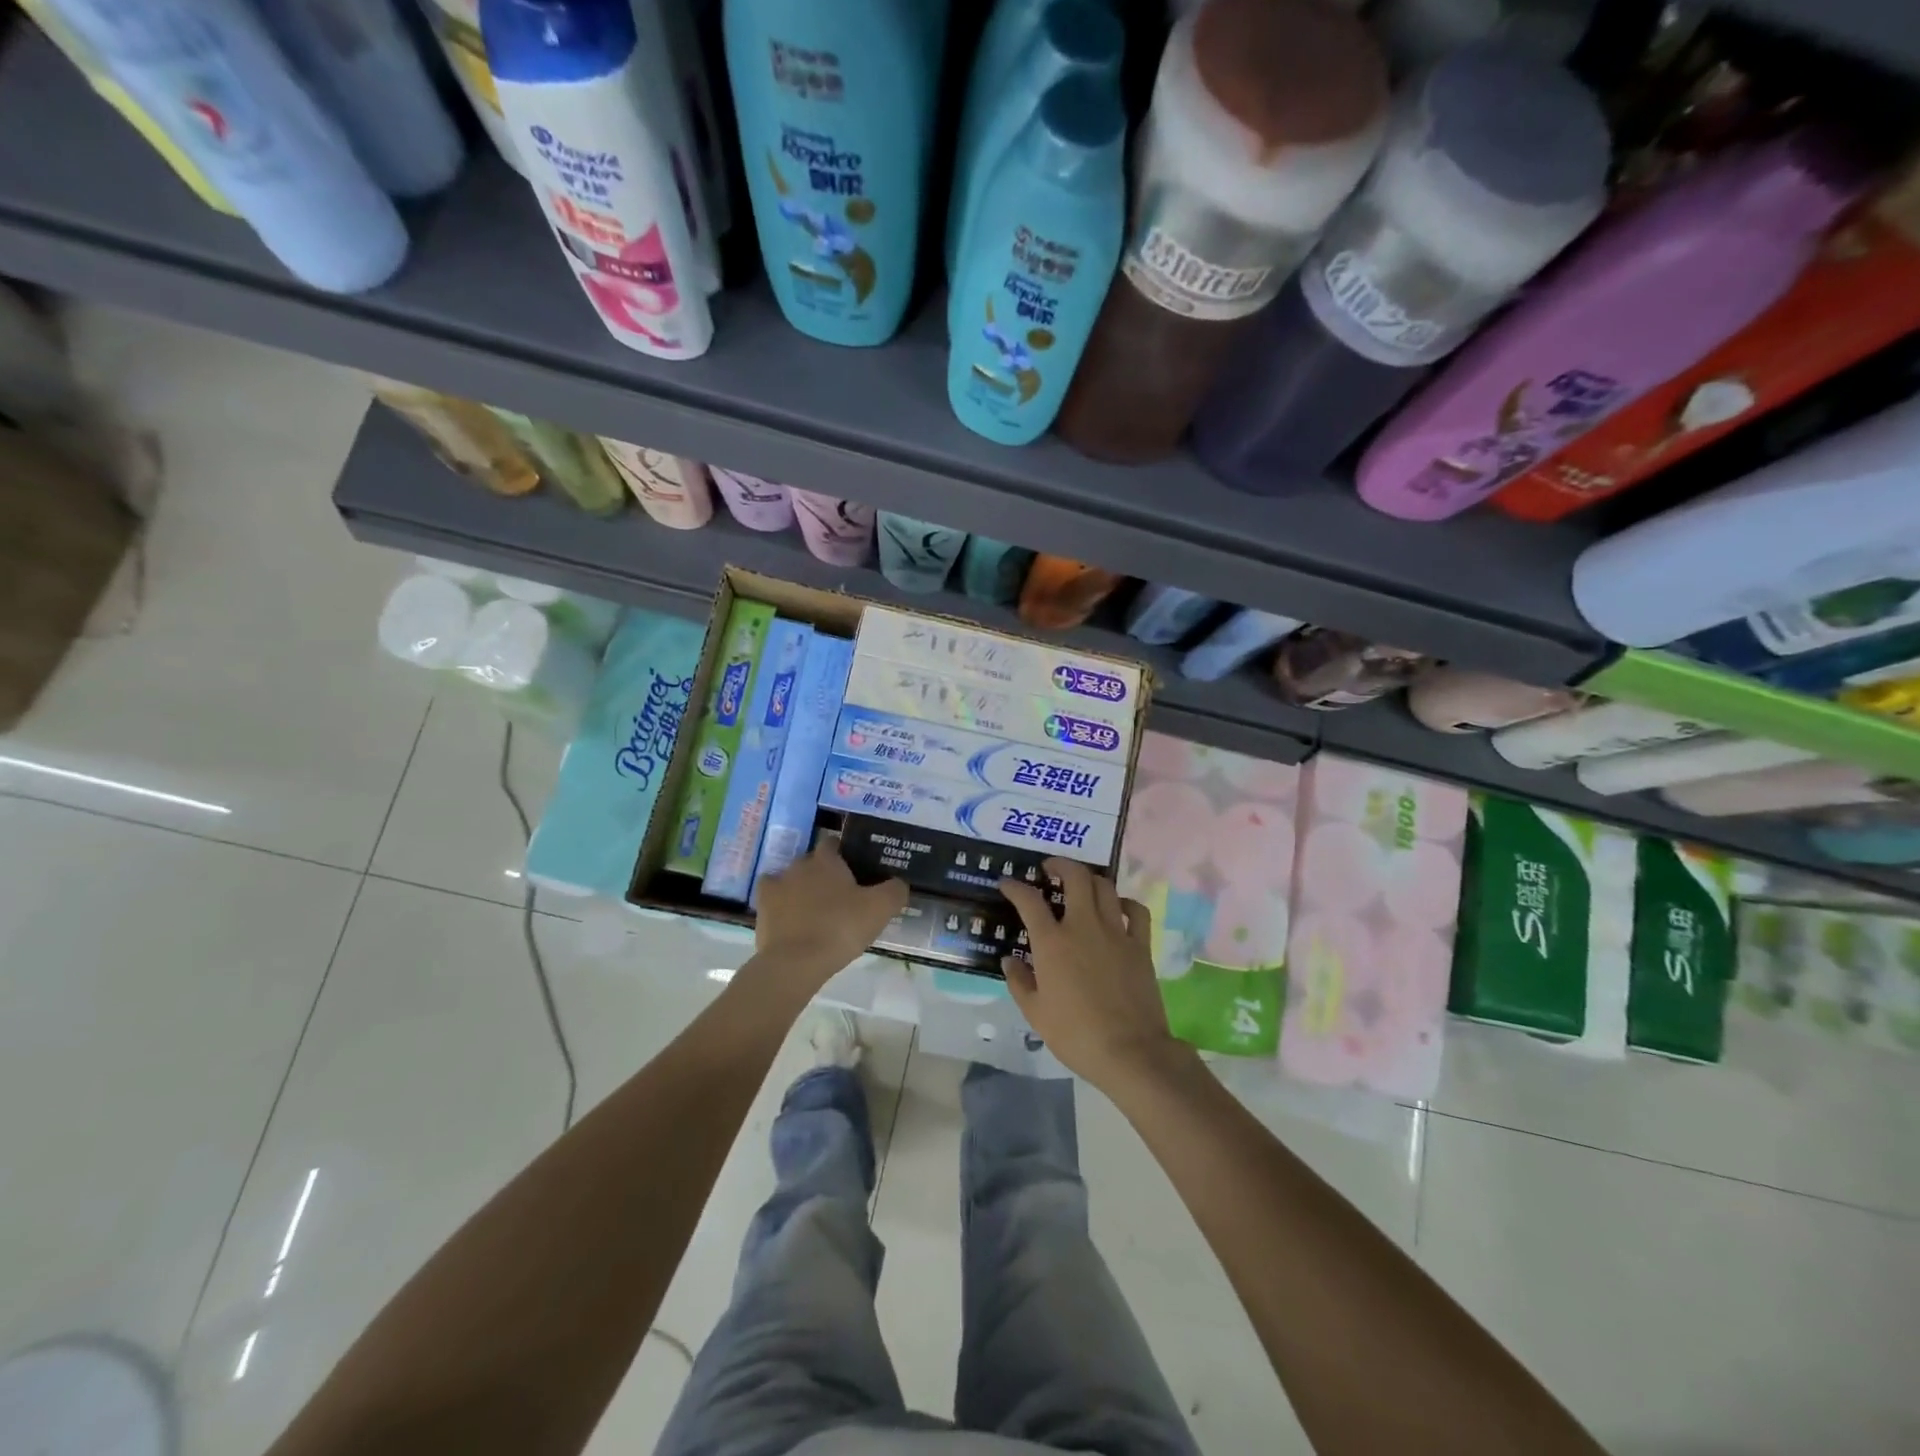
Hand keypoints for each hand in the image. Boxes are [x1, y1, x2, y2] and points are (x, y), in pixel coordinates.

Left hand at [753, 843, 907, 986]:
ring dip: (801, 889)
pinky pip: (772, 899)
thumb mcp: (881, 909)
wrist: (795, 962)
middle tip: (841, 895)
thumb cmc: (840, 928)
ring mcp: (776, 885)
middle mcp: (798, 865)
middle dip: (823, 873)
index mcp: (826, 860)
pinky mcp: (761, 908)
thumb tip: (899, 882)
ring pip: (791, 879)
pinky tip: (790, 918)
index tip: (855, 869)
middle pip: (812, 862)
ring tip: (815, 911)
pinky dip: (781, 905)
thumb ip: (895, 890)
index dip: (843, 853)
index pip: (833, 843)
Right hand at [998, 859, 1191, 1092]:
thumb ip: (1019, 981)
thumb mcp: (1035, 1013)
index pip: (1029, 901)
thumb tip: (1010, 959)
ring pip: (1104, 887)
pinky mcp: (1140, 945)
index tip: (1007, 884)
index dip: (1015, 887)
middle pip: (1075, 877)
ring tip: (1080, 883)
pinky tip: (1117, 907)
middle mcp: (1083, 926)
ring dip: (1089, 879)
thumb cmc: (1076, 1034)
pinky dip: (1125, 902)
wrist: (1130, 1051)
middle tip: (1050, 868)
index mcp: (1052, 942)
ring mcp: (1116, 932)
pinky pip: (1136, 910)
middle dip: (1060, 864)